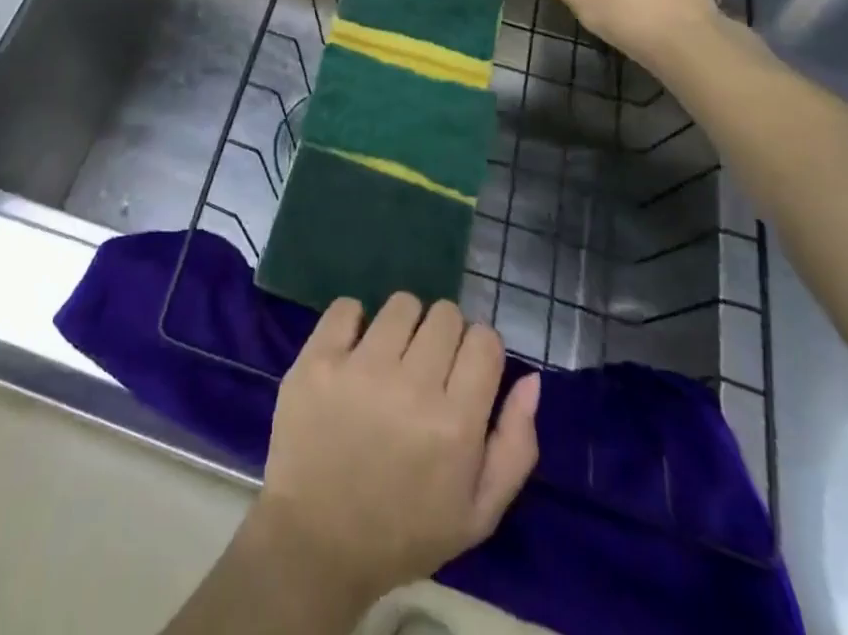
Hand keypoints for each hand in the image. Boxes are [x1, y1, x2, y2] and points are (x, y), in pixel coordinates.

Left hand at [252, 295, 539, 609]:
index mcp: (456, 425)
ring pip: (401, 304)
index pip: (485, 340)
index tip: (465, 369)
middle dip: (444, 334)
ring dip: (403, 324)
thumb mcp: (478, 513)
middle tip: (427, 366)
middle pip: (445, 314)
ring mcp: (360, 368)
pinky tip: (353, 351)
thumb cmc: (404, 532)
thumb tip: (531, 380)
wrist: (317, 543)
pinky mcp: (318, 358)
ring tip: (390, 357)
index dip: (480, 349)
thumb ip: (515, 446)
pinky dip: (353, 322)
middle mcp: (412, 386)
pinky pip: (346, 307)